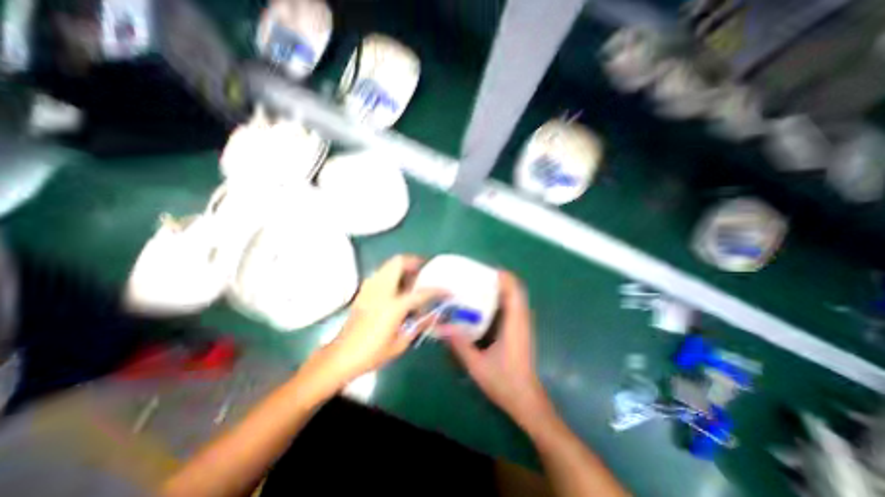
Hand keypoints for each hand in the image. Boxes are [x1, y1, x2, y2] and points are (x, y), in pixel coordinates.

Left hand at [313, 256, 449, 387]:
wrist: (341, 355)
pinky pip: (380, 273)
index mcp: (394, 306)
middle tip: (425, 271)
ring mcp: (370, 288)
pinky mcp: (363, 291)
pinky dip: (391, 272)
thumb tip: (434, 315)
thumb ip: (419, 325)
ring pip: (388, 264)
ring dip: (402, 266)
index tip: (448, 290)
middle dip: (414, 262)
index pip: (422, 292)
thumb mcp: (400, 343)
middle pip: (399, 262)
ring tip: (412, 278)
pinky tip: (396, 287)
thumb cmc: (372, 353)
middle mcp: (382, 290)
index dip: (438, 290)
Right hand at [451, 274, 550, 432]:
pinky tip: (483, 305)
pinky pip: (512, 306)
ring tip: (477, 287)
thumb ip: (459, 344)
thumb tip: (441, 327)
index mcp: (514, 323)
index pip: (514, 289)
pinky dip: (500, 299)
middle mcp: (521, 319)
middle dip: (498, 279)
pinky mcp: (519, 329)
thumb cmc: (504, 381)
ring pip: (514, 296)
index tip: (483, 272)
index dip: (502, 276)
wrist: (526, 400)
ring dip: (499, 288)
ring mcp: (522, 324)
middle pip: (515, 289)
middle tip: (476, 278)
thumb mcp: (477, 364)